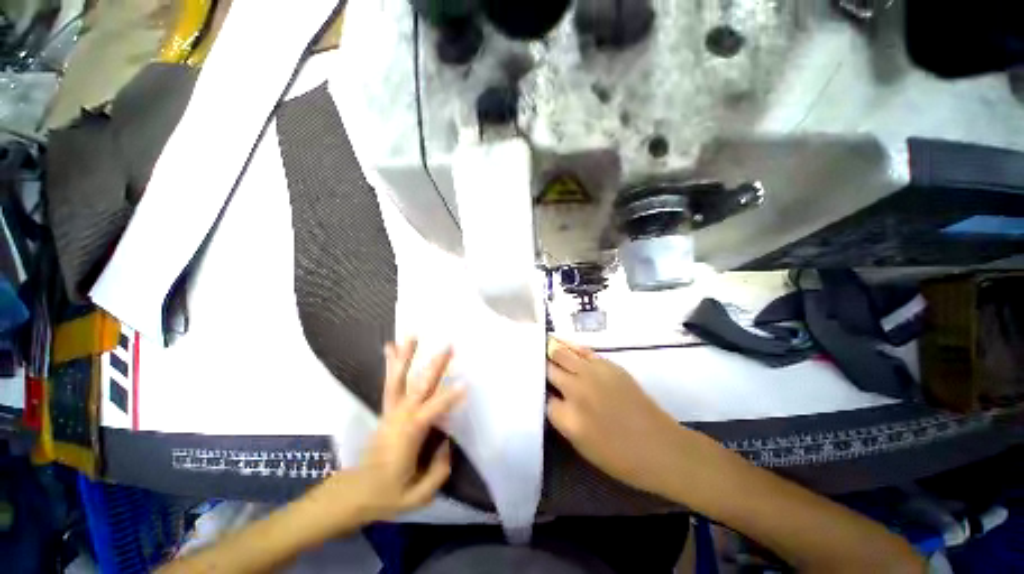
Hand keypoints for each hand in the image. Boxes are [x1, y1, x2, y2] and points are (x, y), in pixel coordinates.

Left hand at [310, 340, 465, 527]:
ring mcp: (392, 411)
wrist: (353, 493)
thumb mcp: (417, 496)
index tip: (465, 384)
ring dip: (406, 356)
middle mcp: (400, 416)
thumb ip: (438, 471)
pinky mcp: (387, 410)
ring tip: (412, 336)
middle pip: (419, 386)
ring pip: (399, 379)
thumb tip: (447, 444)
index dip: (449, 397)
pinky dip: (391, 364)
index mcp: (410, 434)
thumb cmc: (386, 495)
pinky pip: (390, 383)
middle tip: (448, 347)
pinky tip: (390, 347)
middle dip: (435, 366)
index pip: (434, 410)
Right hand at [546, 337, 684, 497]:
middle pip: (549, 368)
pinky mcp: (608, 365)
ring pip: (562, 353)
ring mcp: (593, 374)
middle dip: (539, 364)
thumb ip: (561, 417)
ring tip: (539, 342)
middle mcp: (577, 391)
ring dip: (550, 348)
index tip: (531, 383)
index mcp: (568, 418)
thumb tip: (550, 396)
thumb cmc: (620, 457)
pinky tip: (559, 342)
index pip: (541, 395)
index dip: (536, 389)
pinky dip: (568, 346)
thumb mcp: (581, 445)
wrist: (662, 448)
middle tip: (528, 357)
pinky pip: (581, 350)